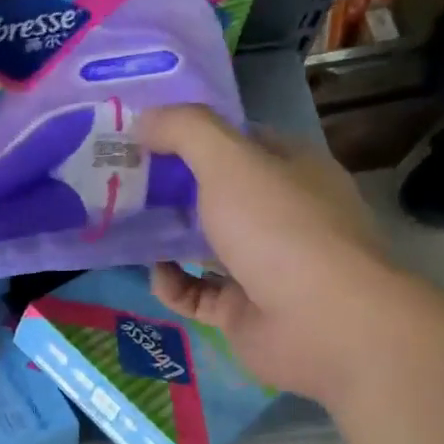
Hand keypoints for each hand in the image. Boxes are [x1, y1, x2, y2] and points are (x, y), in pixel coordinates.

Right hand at [138, 104, 414, 401]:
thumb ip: (185, 132)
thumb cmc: (279, 229)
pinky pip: (197, 293)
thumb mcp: (230, 162)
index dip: (191, 135)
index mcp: (290, 169)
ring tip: (123, 227)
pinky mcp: (243, 311)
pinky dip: (173, 284)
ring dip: (166, 238)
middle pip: (216, 193)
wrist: (322, 324)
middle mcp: (280, 214)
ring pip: (204, 245)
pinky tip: (155, 274)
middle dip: (170, 188)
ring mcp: (263, 266)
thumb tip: (142, 119)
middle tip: (121, 182)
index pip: (238, 141)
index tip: (143, 137)